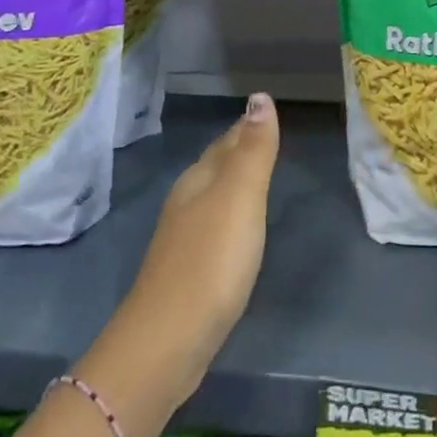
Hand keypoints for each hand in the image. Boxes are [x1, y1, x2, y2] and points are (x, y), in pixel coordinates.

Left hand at [125, 94, 280, 384]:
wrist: (169, 340)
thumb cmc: (211, 261)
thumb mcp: (240, 197)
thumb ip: (253, 150)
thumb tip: (260, 96)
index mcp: (199, 180)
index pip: (228, 141)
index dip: (248, 127)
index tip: (268, 114)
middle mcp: (187, 202)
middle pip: (216, 166)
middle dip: (239, 150)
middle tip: (268, 139)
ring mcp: (183, 239)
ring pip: (213, 197)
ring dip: (233, 184)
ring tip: (256, 178)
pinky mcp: (188, 272)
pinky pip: (214, 228)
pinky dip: (230, 217)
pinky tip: (237, 230)